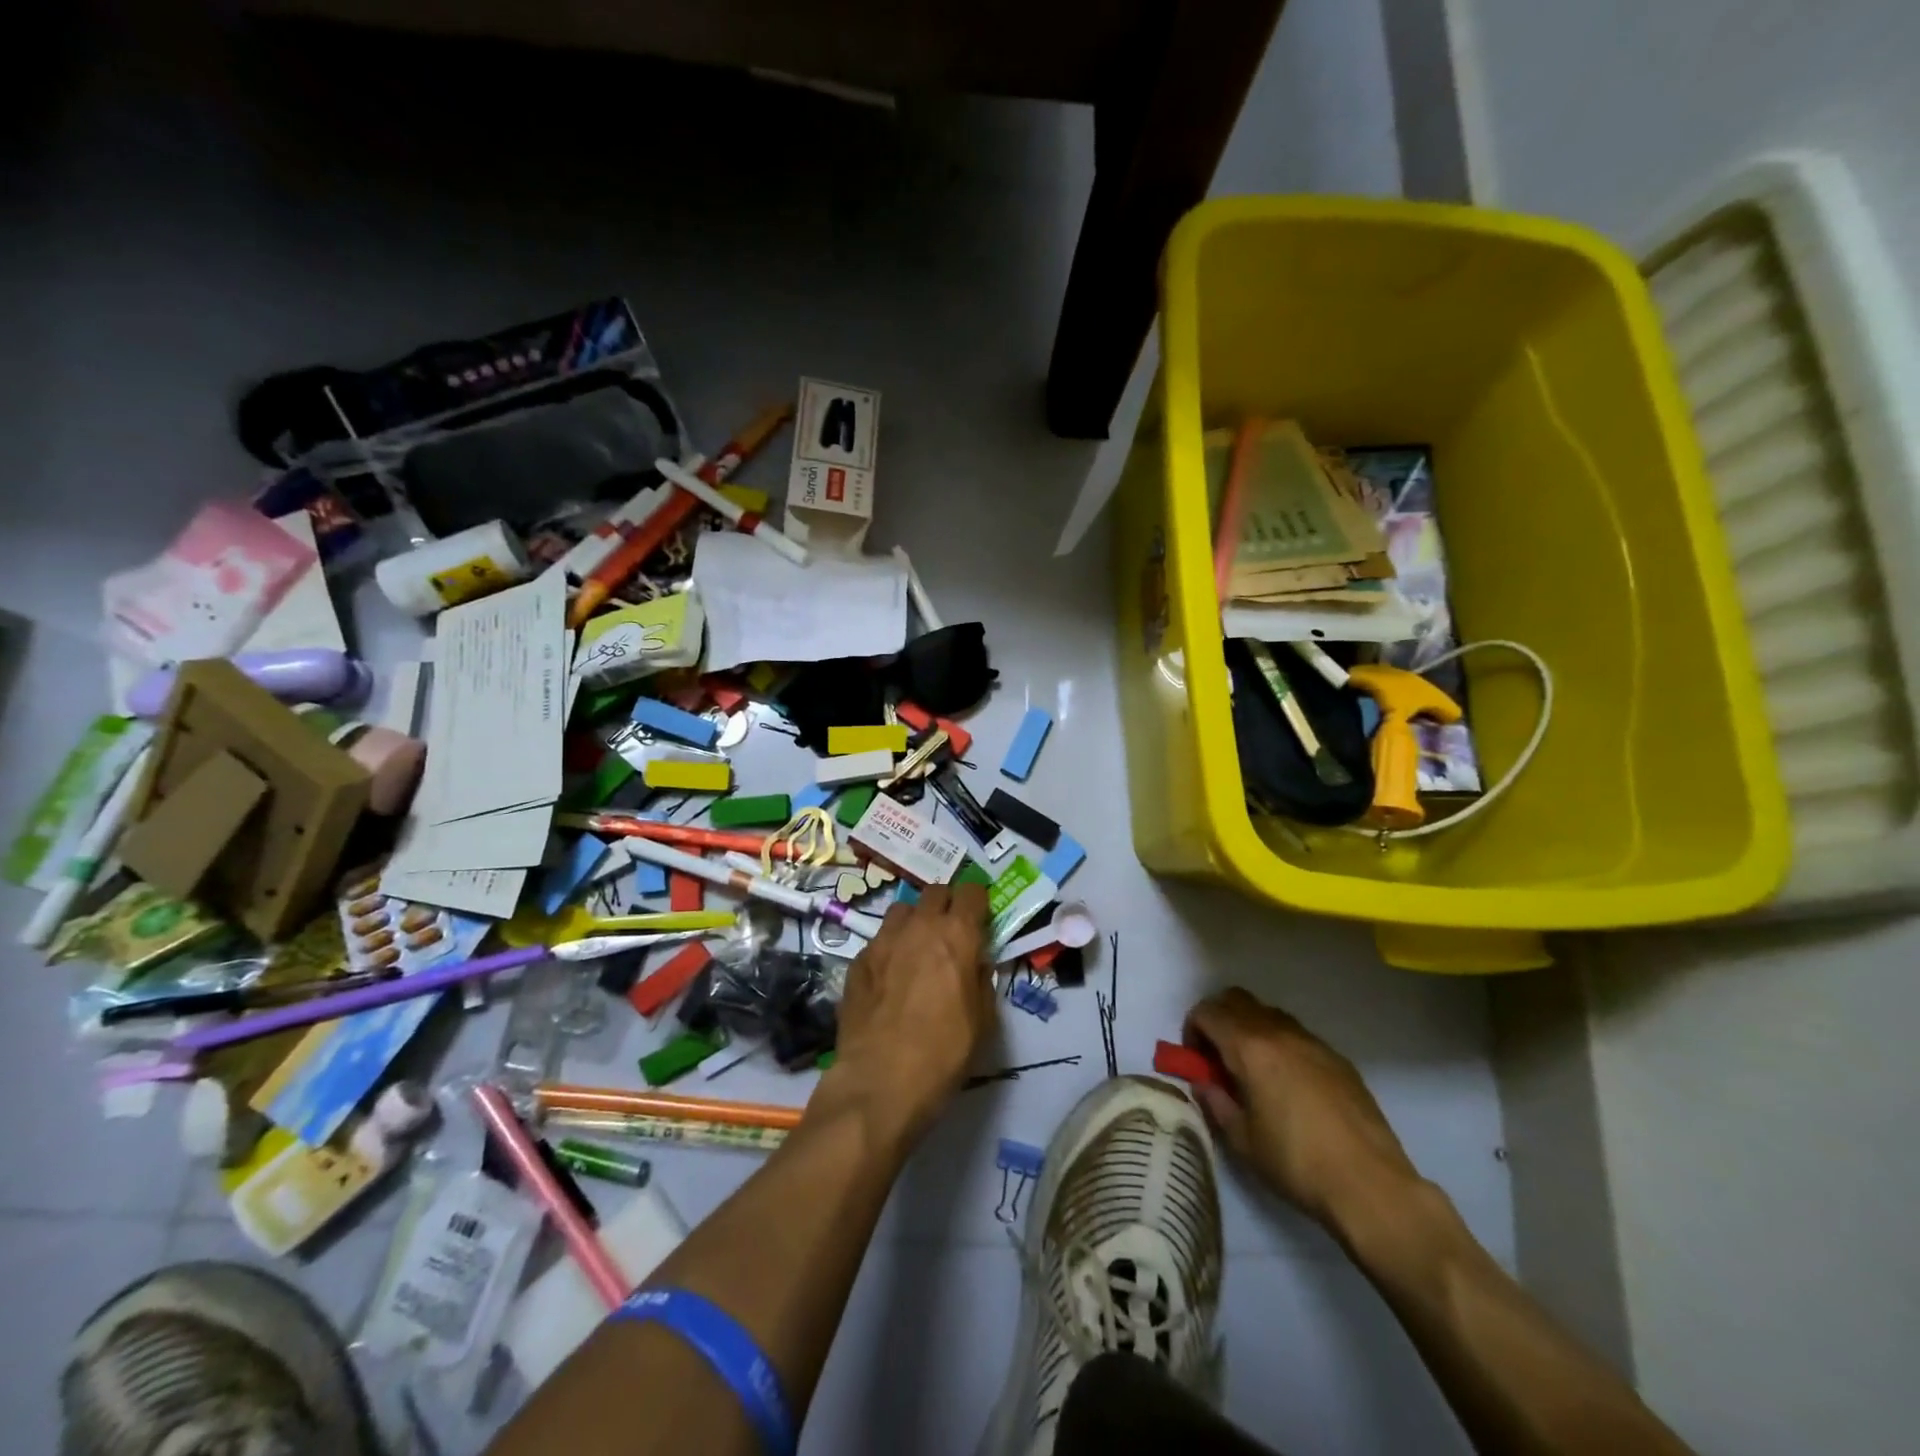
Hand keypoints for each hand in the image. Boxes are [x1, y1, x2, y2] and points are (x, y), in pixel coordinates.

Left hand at [821, 882, 994, 1147]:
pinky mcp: (857, 961)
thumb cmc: (944, 1053)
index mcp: (956, 935)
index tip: (980, 917)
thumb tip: (976, 963)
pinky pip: (879, 940)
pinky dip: (890, 949)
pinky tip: (890, 977)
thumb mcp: (983, 1020)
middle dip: (946, 905)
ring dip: (915, 921)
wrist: (880, 1082)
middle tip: (951, 931)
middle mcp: (919, 926)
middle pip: (934, 892)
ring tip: (918, 948)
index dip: (977, 901)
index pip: (971, 892)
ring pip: (902, 910)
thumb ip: (982, 980)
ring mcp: (883, 941)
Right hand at [1183, 988, 1421, 1235]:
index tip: (1195, 1060)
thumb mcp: (1242, 1140)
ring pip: (1269, 1014)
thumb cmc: (1296, 1163)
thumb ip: (1215, 1103)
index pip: (1207, 1012)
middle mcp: (1280, 1032)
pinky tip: (1288, 1085)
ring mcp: (1313, 1042)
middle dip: (1218, 1019)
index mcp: (1250, 1047)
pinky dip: (1280, 1044)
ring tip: (1252, 1071)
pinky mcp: (1338, 1059)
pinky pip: (1297, 1035)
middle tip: (1217, 1057)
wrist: (1371, 1185)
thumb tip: (1203, 1084)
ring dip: (1250, 1029)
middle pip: (1236, 999)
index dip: (1191, 1029)